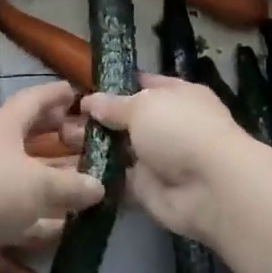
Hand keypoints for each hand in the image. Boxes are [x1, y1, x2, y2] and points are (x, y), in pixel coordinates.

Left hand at [0, 81, 104, 272]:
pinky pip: (16, 217)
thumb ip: (72, 185)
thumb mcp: (39, 184)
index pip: (33, 100)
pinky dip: (36, 226)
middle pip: (30, 139)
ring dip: (53, 184)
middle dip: (57, 139)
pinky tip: (59, 236)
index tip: (77, 93)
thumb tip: (98, 186)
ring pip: (25, 180)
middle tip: (86, 140)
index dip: (56, 95)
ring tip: (85, 187)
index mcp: (4, 126)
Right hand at [81, 73, 250, 243]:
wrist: (210, 188)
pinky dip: (100, 177)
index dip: (116, 85)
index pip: (144, 83)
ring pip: (121, 150)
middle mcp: (170, 124)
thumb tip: (89, 100)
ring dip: (96, 148)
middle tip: (64, 119)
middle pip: (129, 119)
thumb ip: (113, 105)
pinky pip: (119, 180)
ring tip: (61, 142)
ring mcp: (160, 158)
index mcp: (177, 95)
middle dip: (99, 120)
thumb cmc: (180, 130)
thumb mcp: (142, 106)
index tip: (84, 87)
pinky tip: (73, 170)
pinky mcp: (149, 189)